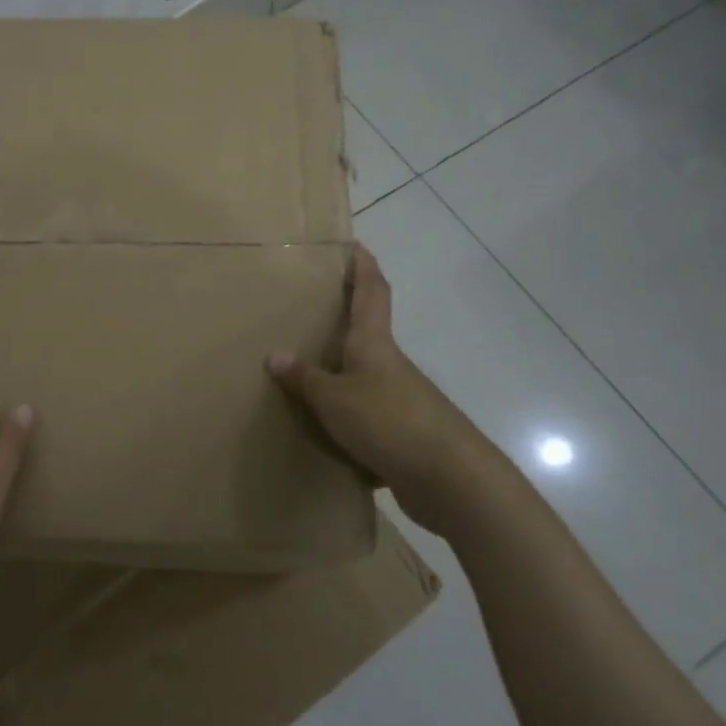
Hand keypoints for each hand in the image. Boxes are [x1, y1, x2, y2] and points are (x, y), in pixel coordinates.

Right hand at [268, 244, 514, 536]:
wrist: (450, 480)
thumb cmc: (388, 421)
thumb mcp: (334, 399)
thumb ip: (305, 379)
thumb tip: (275, 355)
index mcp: (375, 344)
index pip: (373, 292)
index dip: (364, 267)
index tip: (355, 245)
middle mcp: (390, 366)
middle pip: (369, 333)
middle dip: (345, 321)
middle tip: (311, 312)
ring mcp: (402, 401)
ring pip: (365, 378)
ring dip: (342, 375)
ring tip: (305, 376)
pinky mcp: (404, 434)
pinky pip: (368, 418)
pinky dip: (347, 420)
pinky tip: (324, 434)